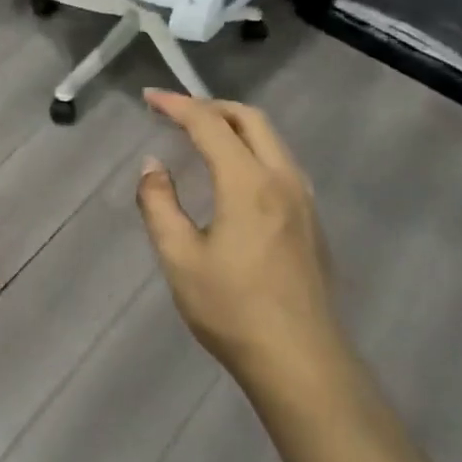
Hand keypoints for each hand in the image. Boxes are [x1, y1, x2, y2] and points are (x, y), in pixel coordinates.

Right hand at [135, 89, 340, 387]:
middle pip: (249, 118)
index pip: (209, 124)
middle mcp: (282, 179)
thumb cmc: (232, 310)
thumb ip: (159, 203)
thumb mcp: (180, 258)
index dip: (177, 105)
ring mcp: (303, 199)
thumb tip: (153, 165)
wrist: (301, 362)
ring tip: (202, 134)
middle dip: (210, 106)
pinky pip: (280, 162)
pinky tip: (235, 174)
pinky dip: (252, 148)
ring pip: (271, 139)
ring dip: (235, 125)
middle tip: (176, 111)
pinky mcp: (312, 220)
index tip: (149, 98)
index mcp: (248, 183)